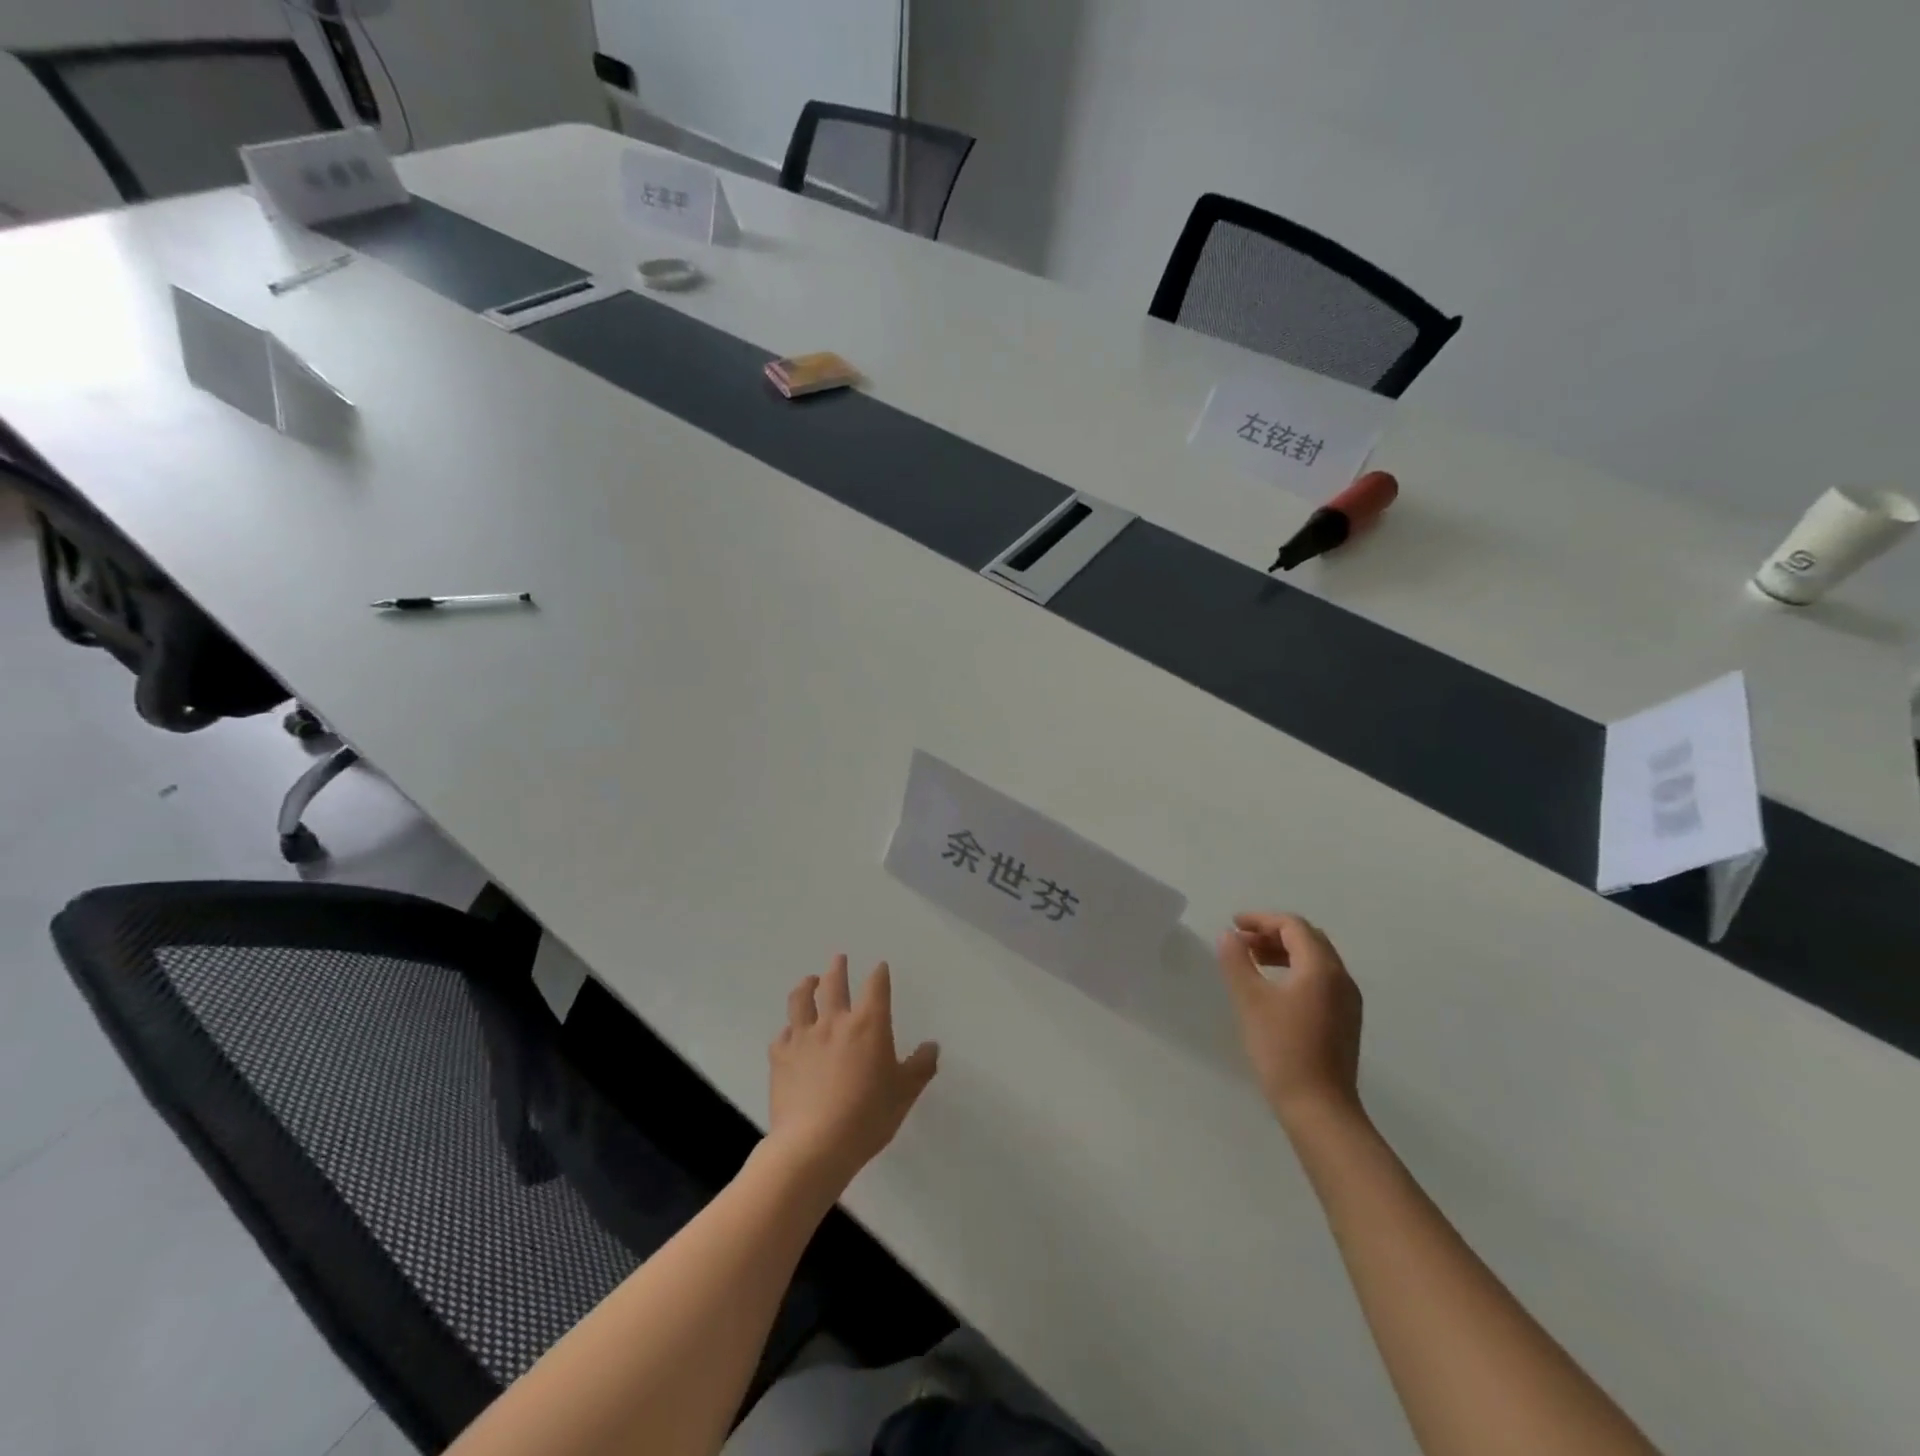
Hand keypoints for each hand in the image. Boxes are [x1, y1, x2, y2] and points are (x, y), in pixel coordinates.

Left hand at [768, 955, 938, 1187]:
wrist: (814, 1145)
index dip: (879, 974)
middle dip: (838, 968)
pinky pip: (782, 1034)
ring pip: (801, 1000)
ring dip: (806, 986)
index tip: (880, 967)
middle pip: (834, 983)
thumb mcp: (904, 1094)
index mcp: (869, 1024)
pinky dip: (788, 1030)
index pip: (876, 986)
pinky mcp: (780, 1057)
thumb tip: (932, 1046)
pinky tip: (789, 1034)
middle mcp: (835, 1022)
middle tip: (838, 958)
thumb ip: (920, 1067)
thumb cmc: (867, 1116)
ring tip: (809, 981)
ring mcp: (803, 1037)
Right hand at [1217, 913, 1363, 1129]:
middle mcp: (1341, 978)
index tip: (1233, 924)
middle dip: (1273, 933)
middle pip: (1308, 939)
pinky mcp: (1345, 1021)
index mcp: (1321, 968)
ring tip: (1253, 961)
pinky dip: (1296, 970)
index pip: (1293, 926)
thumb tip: (1229, 936)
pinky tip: (1275, 988)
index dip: (1261, 919)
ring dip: (1284, 951)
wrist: (1320, 1108)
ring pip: (1316, 959)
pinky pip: (1321, 979)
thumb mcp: (1251, 1000)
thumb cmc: (1282, 1049)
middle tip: (1242, 941)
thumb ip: (1237, 962)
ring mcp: (1348, 1002)